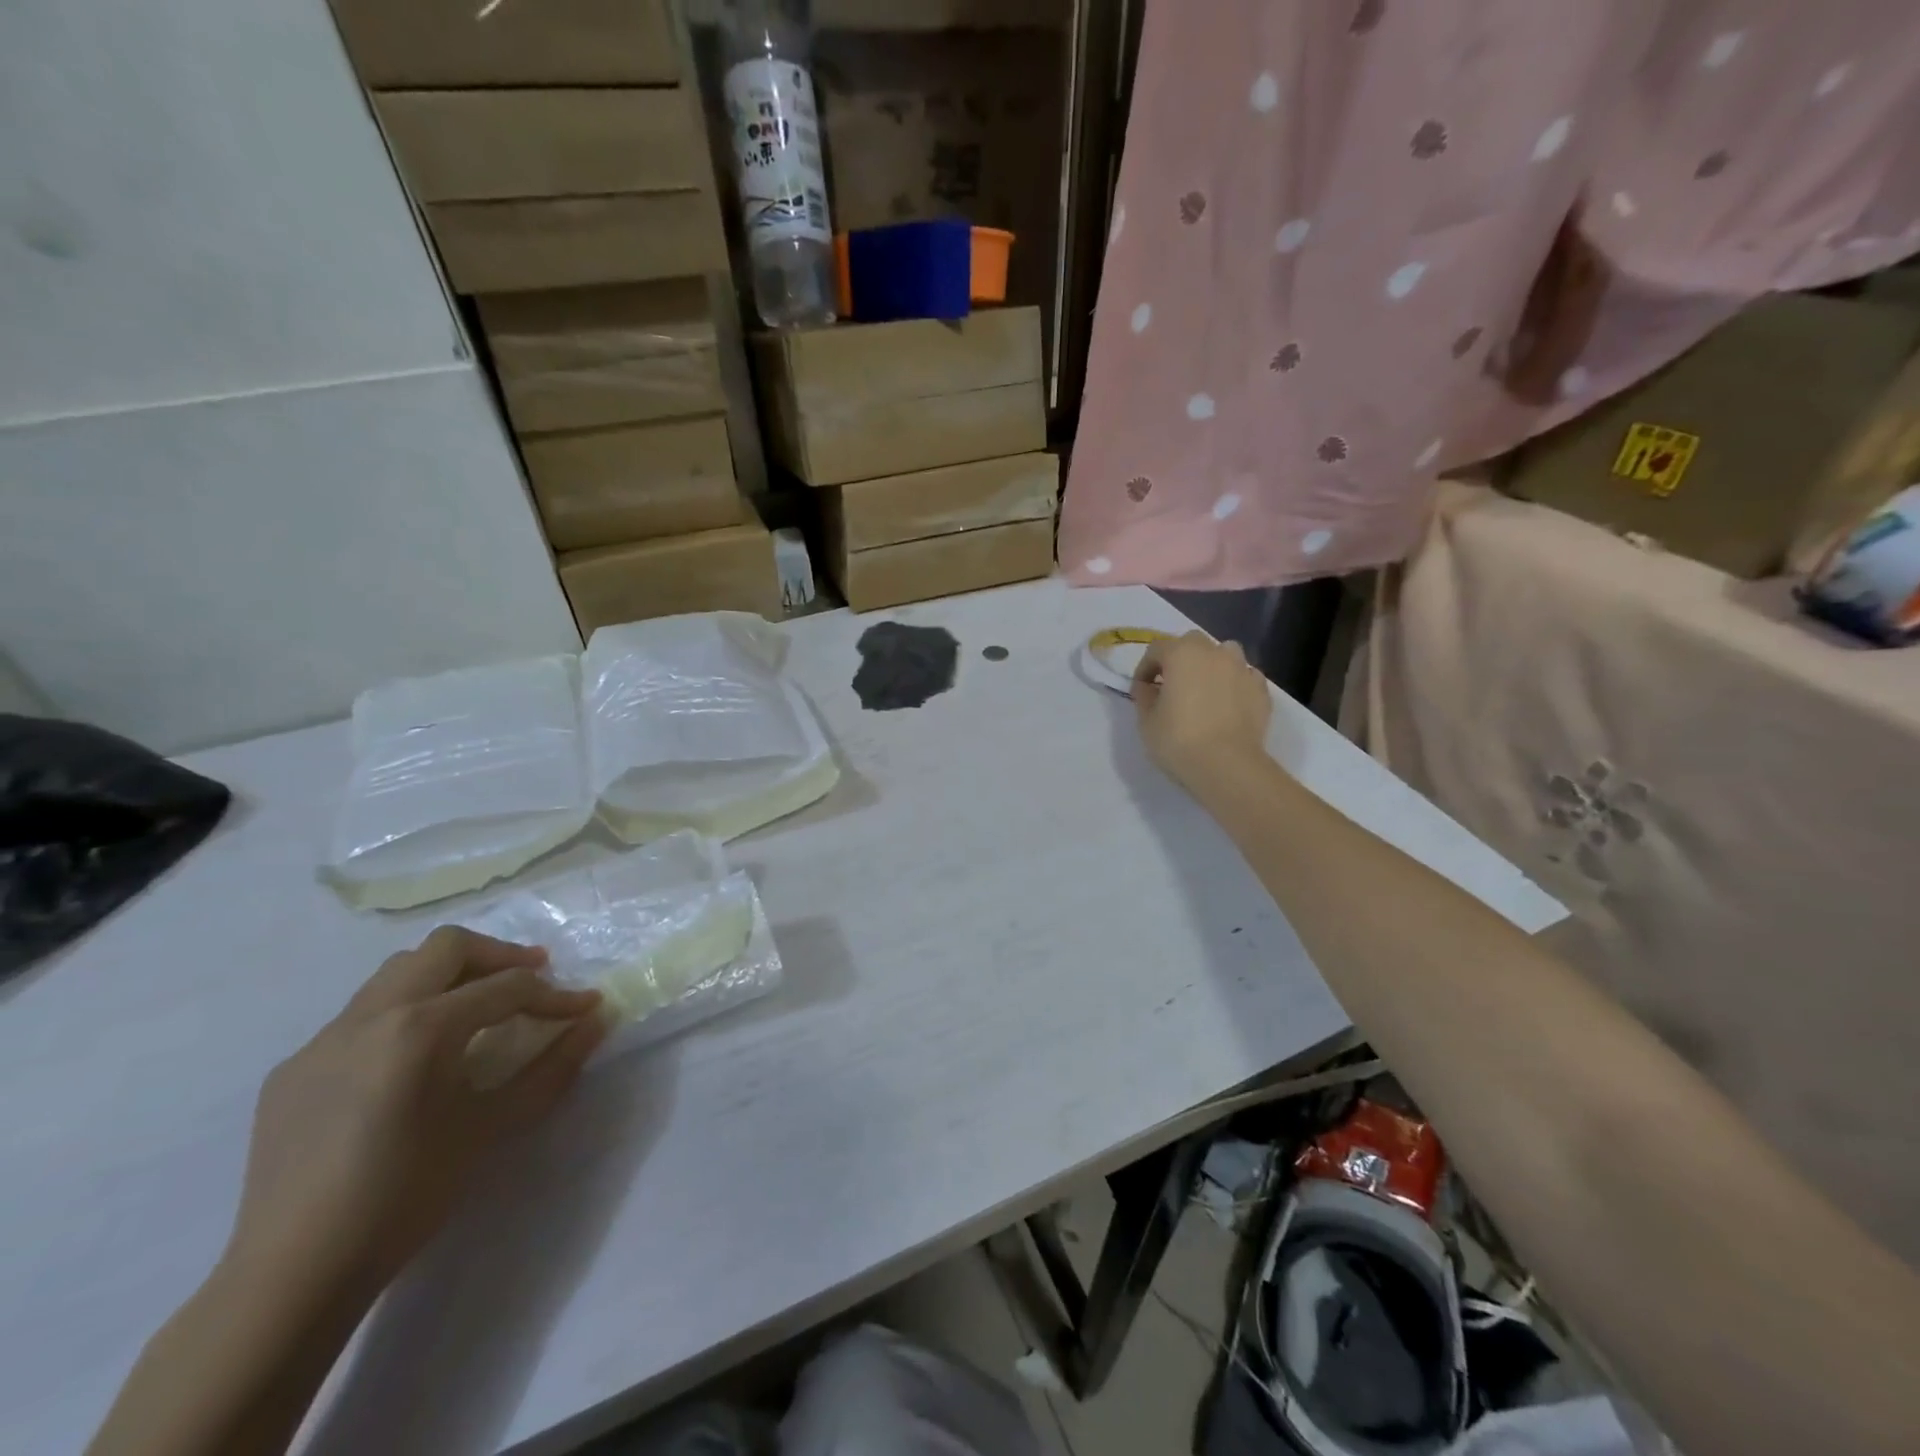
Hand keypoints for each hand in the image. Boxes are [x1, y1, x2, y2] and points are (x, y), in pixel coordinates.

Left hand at [225, 928, 605, 1296]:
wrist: (292, 1273)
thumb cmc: (407, 1194)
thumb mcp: (493, 1126)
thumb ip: (553, 1066)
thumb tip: (597, 1021)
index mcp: (421, 1027)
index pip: (505, 988)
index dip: (555, 995)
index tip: (586, 1006)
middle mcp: (370, 1015)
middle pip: (447, 948)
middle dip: (499, 957)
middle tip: (533, 980)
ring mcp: (323, 1039)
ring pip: (399, 971)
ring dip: (449, 976)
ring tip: (478, 1008)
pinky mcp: (294, 1069)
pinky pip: (360, 1016)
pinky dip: (404, 1013)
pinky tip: (414, 1061)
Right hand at [1131, 632, 1273, 796]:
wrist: (1227, 765)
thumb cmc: (1178, 740)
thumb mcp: (1146, 721)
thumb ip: (1144, 697)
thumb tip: (1148, 688)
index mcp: (1182, 654)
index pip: (1156, 650)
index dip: (1145, 669)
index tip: (1141, 690)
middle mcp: (1214, 653)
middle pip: (1193, 643)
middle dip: (1180, 659)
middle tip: (1172, 685)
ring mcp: (1242, 669)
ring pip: (1225, 653)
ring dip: (1212, 665)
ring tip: (1204, 689)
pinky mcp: (1261, 690)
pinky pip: (1245, 676)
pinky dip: (1234, 683)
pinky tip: (1228, 703)